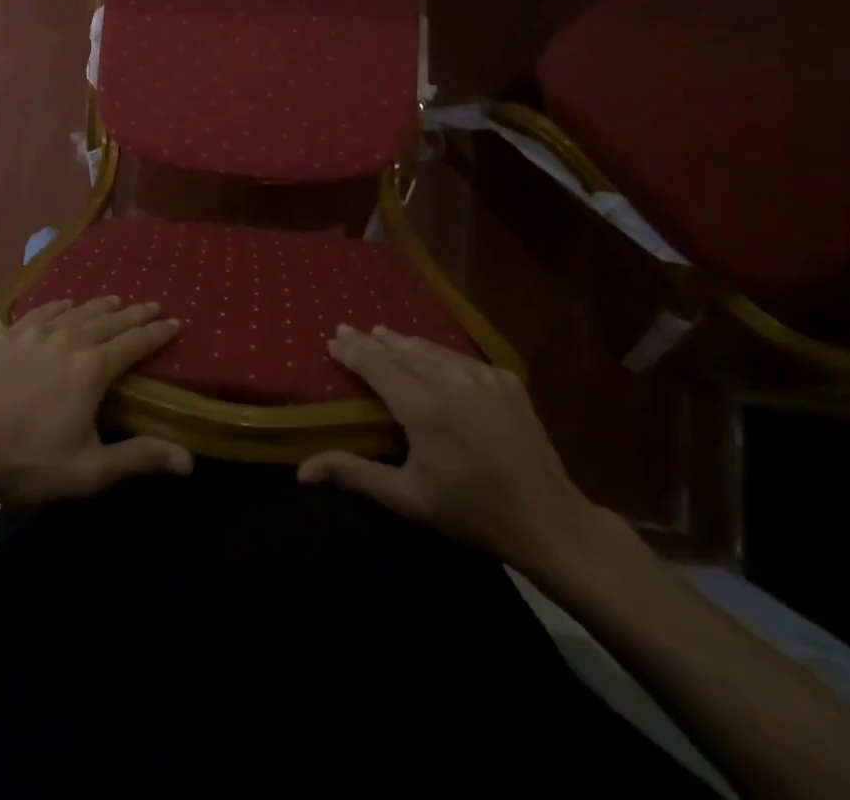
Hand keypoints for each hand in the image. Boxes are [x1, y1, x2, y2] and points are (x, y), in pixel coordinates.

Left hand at [0, 297, 192, 514]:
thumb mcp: (91, 469)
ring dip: (100, 305)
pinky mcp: (7, 336)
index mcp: (93, 368)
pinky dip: (60, 305)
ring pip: (77, 311)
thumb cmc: (32, 463)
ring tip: (115, 300)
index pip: (135, 342)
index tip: (175, 322)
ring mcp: (35, 334)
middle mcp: (69, 339)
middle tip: (153, 305)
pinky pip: (41, 311)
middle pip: (110, 320)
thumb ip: (140, 457)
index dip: (157, 333)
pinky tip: (64, 304)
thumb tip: (190, 461)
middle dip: (135, 313)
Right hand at [298, 325, 608, 576]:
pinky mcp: (504, 378)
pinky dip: (436, 353)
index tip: (332, 339)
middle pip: (400, 350)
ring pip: (431, 348)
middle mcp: (449, 379)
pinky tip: (428, 355)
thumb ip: (353, 474)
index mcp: (422, 406)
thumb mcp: (407, 498)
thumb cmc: (470, 511)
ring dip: (402, 341)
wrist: (547, 519)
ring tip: (382, 335)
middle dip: (371, 341)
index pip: (376, 364)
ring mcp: (481, 375)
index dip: (352, 350)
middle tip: (347, 329)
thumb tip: (301, 471)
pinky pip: (460, 358)